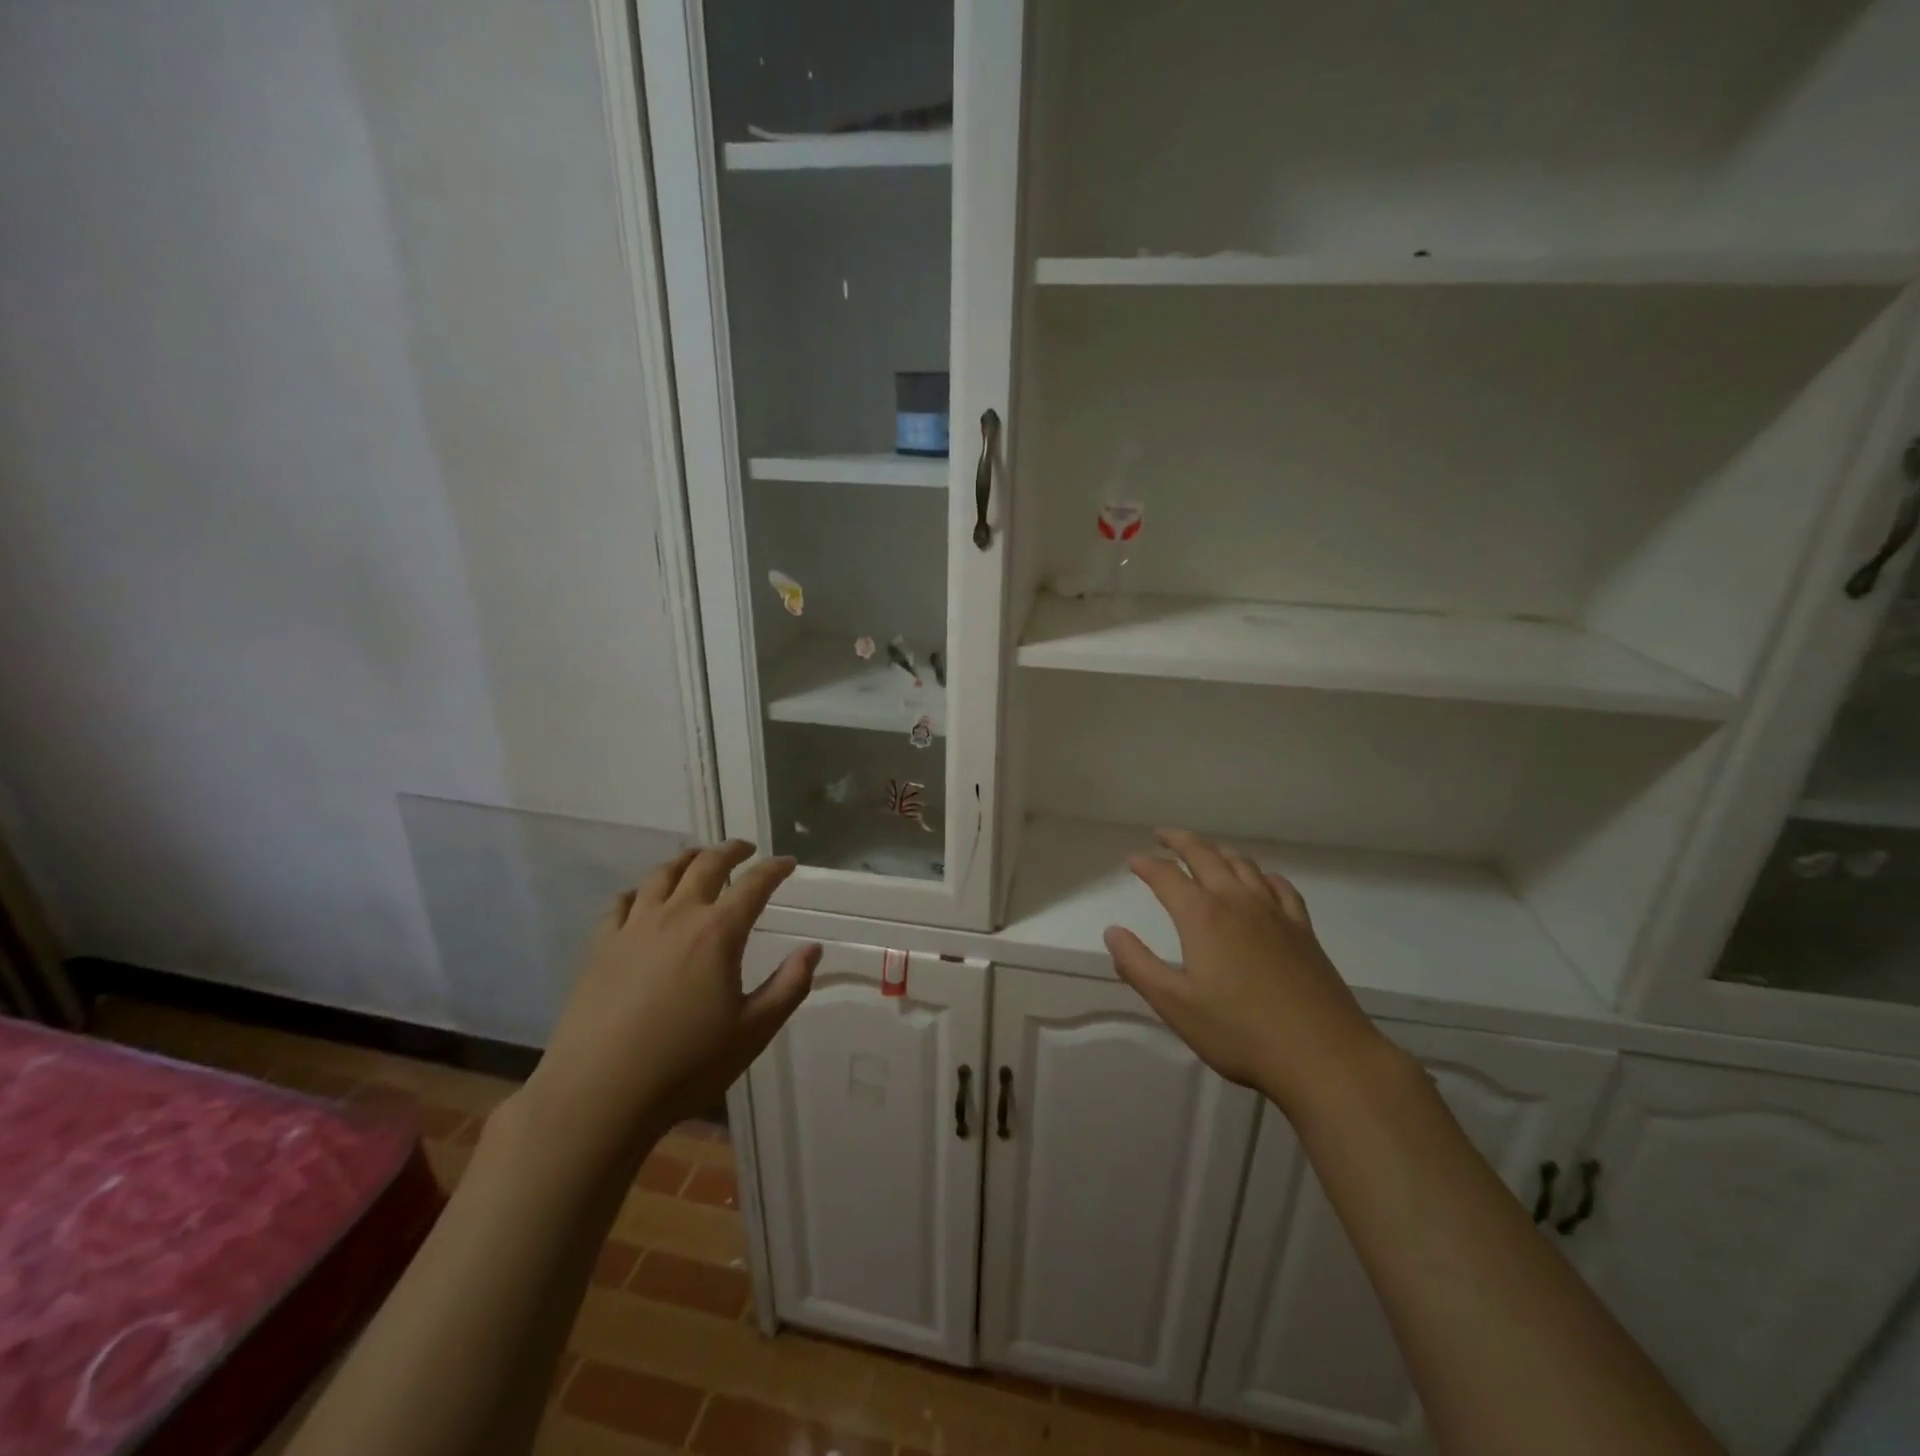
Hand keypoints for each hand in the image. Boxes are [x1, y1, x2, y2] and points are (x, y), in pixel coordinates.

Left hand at [519, 840, 817, 1167]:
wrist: (598, 1094)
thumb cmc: (686, 1064)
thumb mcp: (754, 1031)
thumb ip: (789, 986)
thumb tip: (813, 948)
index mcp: (718, 932)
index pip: (754, 884)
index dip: (775, 868)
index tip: (789, 862)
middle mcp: (677, 916)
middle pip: (706, 865)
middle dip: (730, 850)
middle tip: (746, 849)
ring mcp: (633, 928)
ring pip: (661, 875)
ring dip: (686, 859)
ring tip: (698, 858)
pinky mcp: (600, 946)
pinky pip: (621, 903)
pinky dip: (639, 890)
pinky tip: (642, 897)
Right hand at [1103, 828, 1388, 1115]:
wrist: (1323, 1056)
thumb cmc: (1240, 1033)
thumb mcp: (1175, 1005)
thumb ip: (1138, 965)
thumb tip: (1113, 931)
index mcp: (1202, 916)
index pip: (1166, 876)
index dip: (1146, 864)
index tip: (1131, 860)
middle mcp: (1237, 901)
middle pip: (1205, 855)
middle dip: (1180, 840)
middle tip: (1162, 834)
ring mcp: (1275, 912)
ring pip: (1243, 864)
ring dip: (1218, 851)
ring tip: (1205, 851)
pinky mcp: (1303, 930)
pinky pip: (1281, 886)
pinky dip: (1262, 874)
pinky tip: (1261, 880)